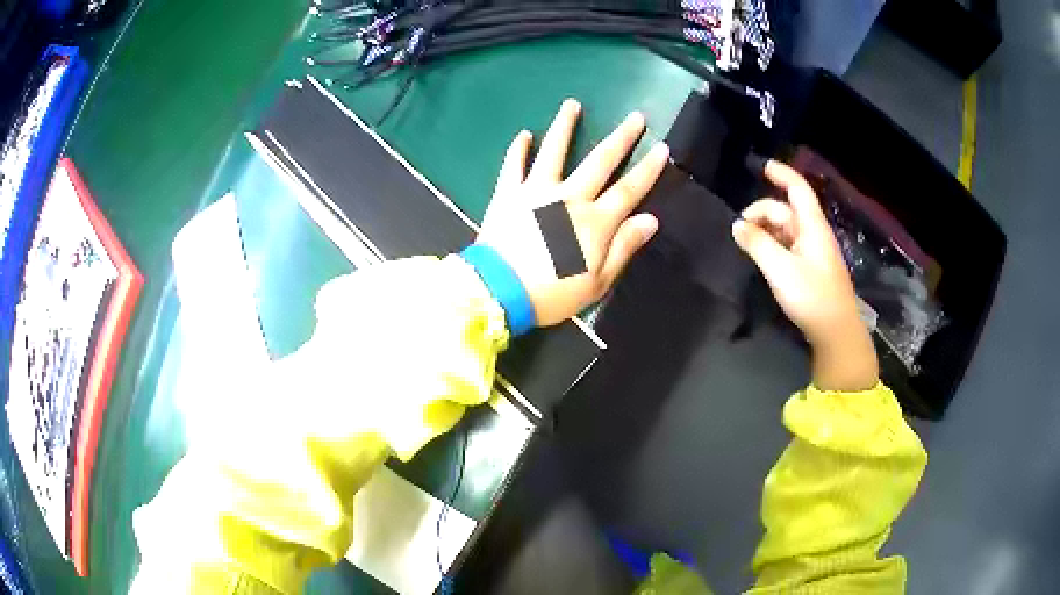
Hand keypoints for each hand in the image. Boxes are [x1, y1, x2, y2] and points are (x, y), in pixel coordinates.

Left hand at [476, 99, 668, 326]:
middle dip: (621, 138)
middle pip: (600, 161)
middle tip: (636, 117)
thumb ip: (624, 247)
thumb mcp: (598, 281)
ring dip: (565, 126)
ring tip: (572, 104)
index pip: (629, 189)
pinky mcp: (508, 194)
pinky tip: (524, 134)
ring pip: (554, 151)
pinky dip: (518, 150)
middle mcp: (569, 197)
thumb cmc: (553, 293)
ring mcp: (536, 191)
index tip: (662, 148)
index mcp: (594, 221)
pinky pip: (513, 166)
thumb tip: (650, 220)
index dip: (648, 169)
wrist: (500, 292)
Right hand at [732, 160, 878, 391]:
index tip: (762, 166)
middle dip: (762, 213)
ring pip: (786, 230)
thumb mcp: (780, 269)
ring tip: (746, 244)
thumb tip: (737, 225)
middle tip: (738, 231)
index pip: (797, 189)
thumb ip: (757, 244)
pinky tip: (762, 258)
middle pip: (786, 211)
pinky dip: (773, 245)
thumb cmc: (812, 296)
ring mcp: (814, 252)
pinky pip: (789, 246)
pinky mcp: (812, 269)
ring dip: (766, 231)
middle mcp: (814, 234)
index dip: (781, 174)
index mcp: (812, 226)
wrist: (836, 332)